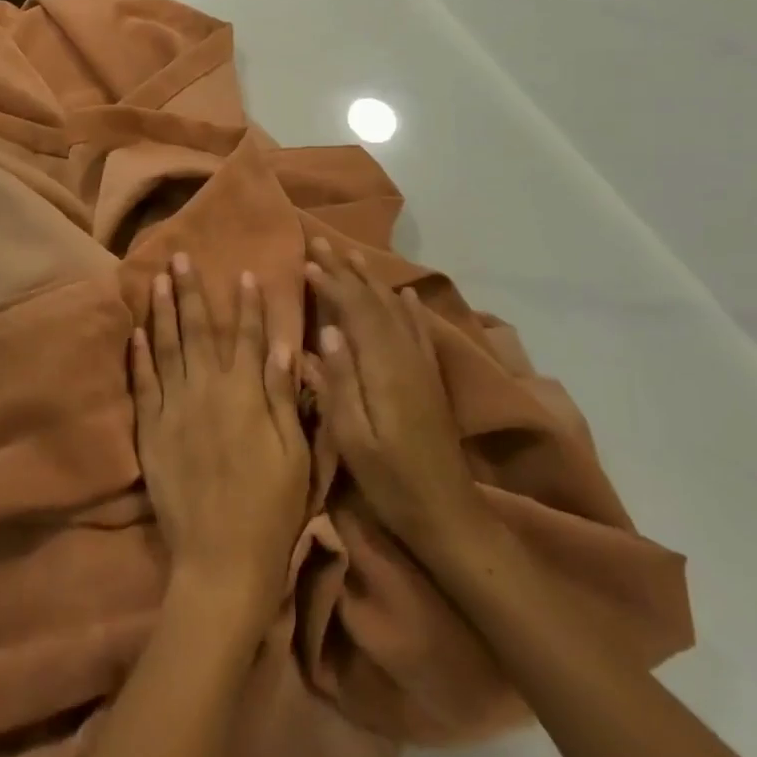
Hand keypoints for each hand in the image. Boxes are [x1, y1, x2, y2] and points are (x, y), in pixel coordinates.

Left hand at [133, 255, 309, 621]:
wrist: (221, 561)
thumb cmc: (270, 508)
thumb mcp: (294, 454)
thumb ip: (284, 397)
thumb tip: (283, 346)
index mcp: (246, 396)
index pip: (249, 338)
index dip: (247, 305)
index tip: (242, 273)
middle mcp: (208, 392)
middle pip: (200, 332)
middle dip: (192, 292)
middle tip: (180, 257)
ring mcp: (175, 410)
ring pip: (167, 349)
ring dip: (163, 312)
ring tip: (156, 280)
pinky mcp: (152, 432)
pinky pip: (143, 386)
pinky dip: (139, 357)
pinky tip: (136, 333)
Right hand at [304, 239, 484, 549]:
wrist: (448, 514)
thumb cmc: (391, 481)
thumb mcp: (354, 439)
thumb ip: (340, 383)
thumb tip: (327, 331)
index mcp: (384, 368)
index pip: (356, 310)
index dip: (332, 283)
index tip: (308, 261)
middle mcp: (406, 356)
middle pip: (375, 301)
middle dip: (348, 271)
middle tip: (323, 243)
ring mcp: (422, 365)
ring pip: (396, 309)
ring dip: (373, 281)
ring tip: (354, 256)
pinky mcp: (431, 379)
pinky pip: (419, 330)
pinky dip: (409, 307)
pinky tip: (405, 294)